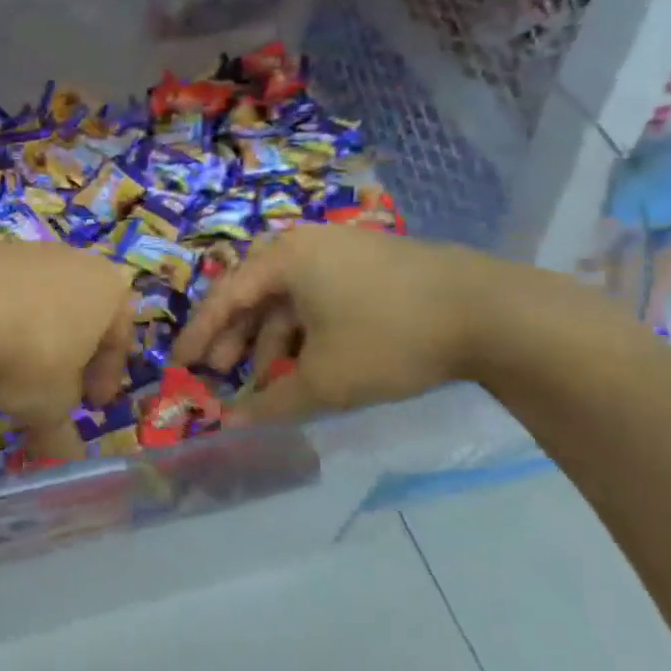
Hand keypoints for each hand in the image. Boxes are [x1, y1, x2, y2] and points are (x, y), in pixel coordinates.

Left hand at [0, 240, 134, 462]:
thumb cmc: (27, 354)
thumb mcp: (50, 406)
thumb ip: (63, 435)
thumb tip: (69, 463)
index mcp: (108, 289)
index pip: (119, 338)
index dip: (106, 377)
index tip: (90, 406)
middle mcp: (73, 259)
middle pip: (80, 313)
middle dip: (70, 352)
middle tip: (53, 388)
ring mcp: (25, 248)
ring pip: (38, 299)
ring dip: (29, 332)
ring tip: (5, 370)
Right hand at [174, 225, 510, 422]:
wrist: (491, 312)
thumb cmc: (390, 337)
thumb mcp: (326, 380)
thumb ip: (272, 404)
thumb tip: (229, 426)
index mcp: (285, 258)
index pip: (225, 296)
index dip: (199, 334)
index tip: (179, 364)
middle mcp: (306, 243)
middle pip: (254, 293)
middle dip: (235, 337)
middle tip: (222, 374)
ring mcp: (342, 250)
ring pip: (290, 298)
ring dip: (273, 339)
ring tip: (271, 381)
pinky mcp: (371, 264)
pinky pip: (319, 296)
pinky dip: (306, 330)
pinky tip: (312, 361)